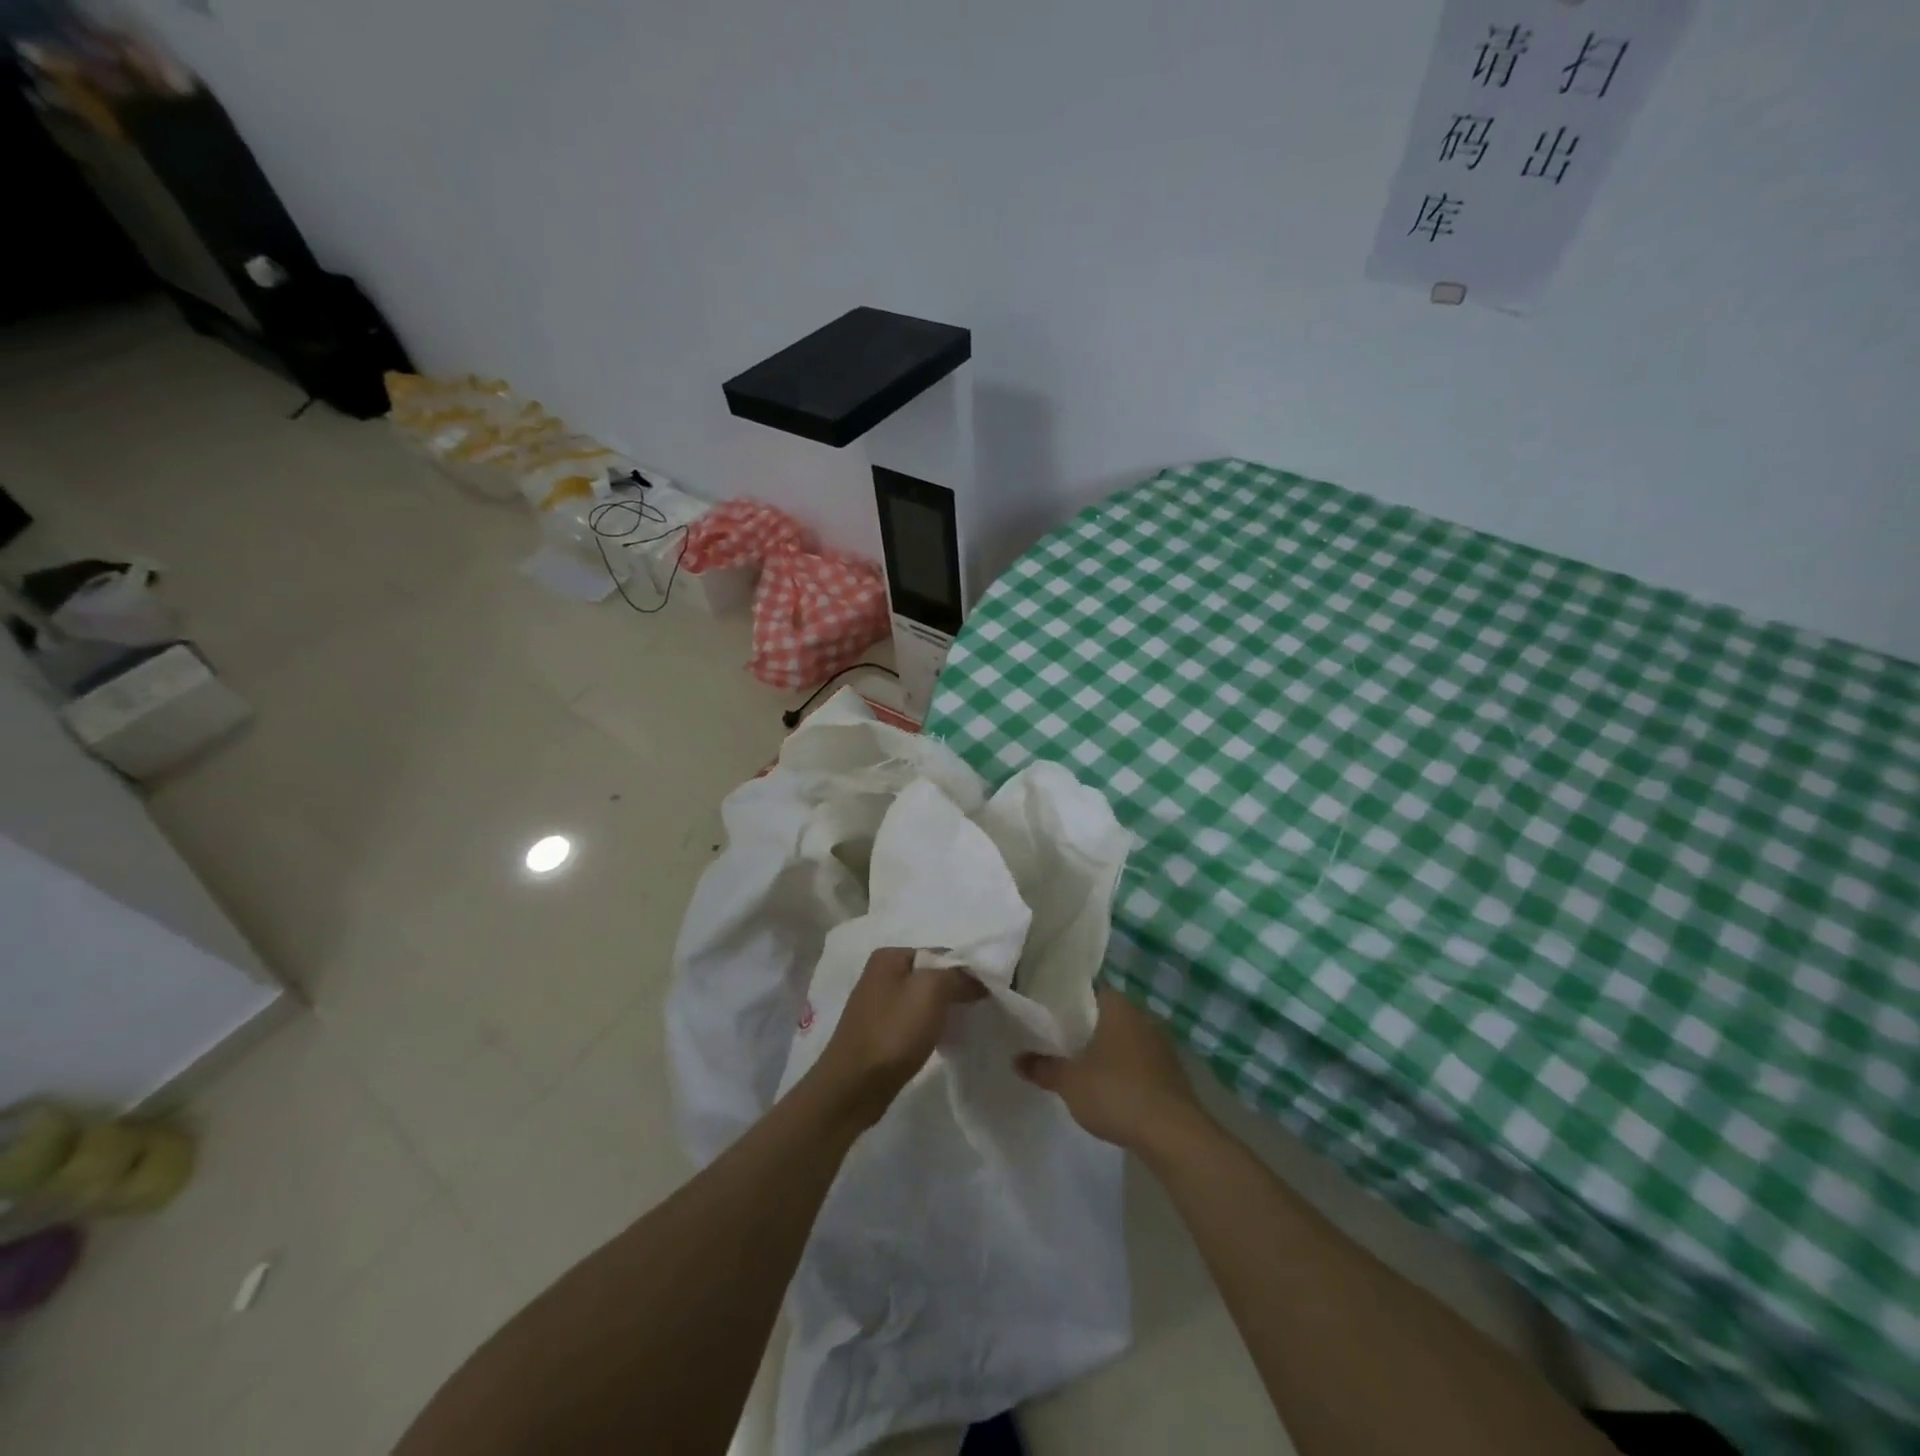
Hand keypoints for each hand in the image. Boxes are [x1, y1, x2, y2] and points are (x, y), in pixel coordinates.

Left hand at [808, 948, 984, 1130]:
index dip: (965, 970)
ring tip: (964, 1025)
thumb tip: (975, 978)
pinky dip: (929, 1028)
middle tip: (979, 1009)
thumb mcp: (931, 991)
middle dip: (955, 990)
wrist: (854, 1086)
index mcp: (889, 956)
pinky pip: (913, 1021)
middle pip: (931, 976)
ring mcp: (878, 1004)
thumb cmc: (893, 1032)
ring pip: (923, 1000)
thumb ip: (956, 975)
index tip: (987, 992)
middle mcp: (880, 974)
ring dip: (943, 1011)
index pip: (939, 953)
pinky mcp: (879, 1031)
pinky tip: (942, 1040)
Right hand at [1015, 986, 1205, 1152]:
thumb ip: (1043, 1068)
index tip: (1049, 1008)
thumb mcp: (1070, 1082)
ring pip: (1125, 1037)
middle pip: (1107, 1013)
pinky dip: (1124, 1068)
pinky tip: (1109, 1085)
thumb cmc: (1117, 1093)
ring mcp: (1160, 1044)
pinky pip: (1139, 1060)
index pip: (1089, 989)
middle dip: (1086, 1025)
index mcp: (1118, 1007)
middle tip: (1059, 1036)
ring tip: (1080, 1061)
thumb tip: (1016, 1059)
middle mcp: (1142, 1017)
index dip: (1068, 997)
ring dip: (1107, 1048)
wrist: (1173, 1134)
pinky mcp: (1171, 1072)